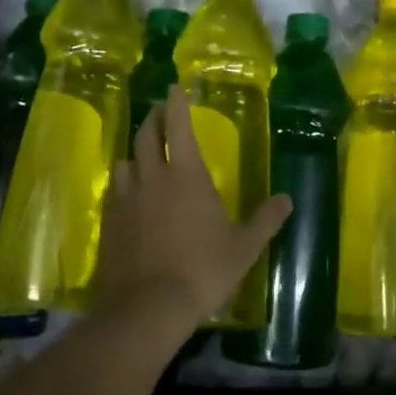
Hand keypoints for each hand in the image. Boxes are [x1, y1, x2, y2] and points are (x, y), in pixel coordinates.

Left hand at [92, 84, 292, 332]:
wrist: (148, 306)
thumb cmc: (203, 270)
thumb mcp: (244, 246)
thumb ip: (266, 219)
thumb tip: (287, 200)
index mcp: (186, 174)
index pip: (178, 125)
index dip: (177, 103)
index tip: (176, 88)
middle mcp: (152, 176)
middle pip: (146, 134)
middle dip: (154, 118)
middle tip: (161, 112)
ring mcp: (125, 197)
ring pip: (126, 161)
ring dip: (137, 153)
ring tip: (146, 158)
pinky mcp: (108, 220)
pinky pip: (114, 190)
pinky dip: (124, 183)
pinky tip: (131, 196)